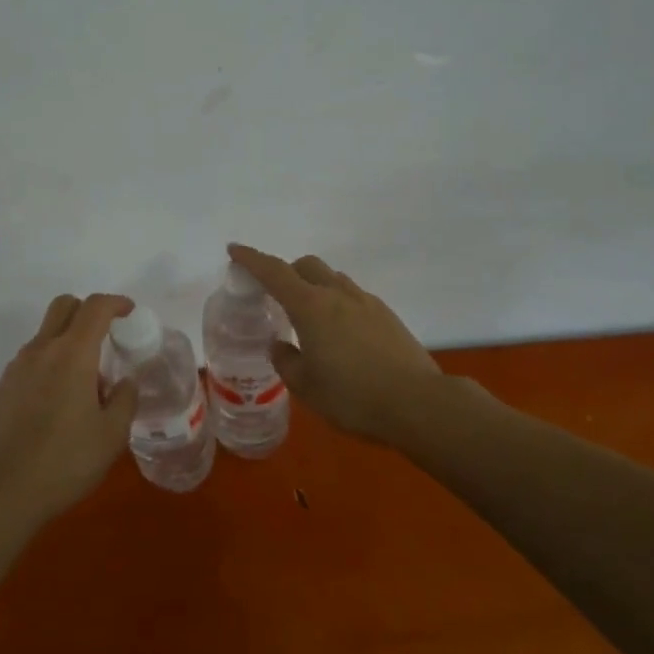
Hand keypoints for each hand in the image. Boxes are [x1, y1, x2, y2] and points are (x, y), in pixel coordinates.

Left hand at [0, 292, 138, 526]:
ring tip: (86, 381)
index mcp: (72, 354)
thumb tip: (125, 382)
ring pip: (46, 333)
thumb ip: (125, 400)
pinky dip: (50, 362)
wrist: (3, 492)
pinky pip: (32, 359)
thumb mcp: (112, 435)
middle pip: (64, 306)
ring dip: (68, 340)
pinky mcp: (4, 388)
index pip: (95, 307)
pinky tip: (59, 401)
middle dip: (88, 310)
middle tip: (106, 336)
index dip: (116, 303)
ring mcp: (17, 368)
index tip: (130, 312)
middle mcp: (42, 350)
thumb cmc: (65, 461)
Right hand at [227, 244, 441, 442]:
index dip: (251, 259)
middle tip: (276, 295)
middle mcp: (338, 294)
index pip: (274, 272)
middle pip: (307, 266)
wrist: (418, 403)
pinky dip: (338, 303)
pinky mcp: (387, 316)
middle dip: (287, 271)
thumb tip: (280, 346)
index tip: (234, 249)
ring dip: (315, 286)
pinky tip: (341, 334)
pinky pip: (354, 297)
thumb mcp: (307, 387)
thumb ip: (286, 361)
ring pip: (333, 279)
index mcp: (311, 306)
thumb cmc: (353, 397)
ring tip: (310, 318)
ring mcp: (366, 302)